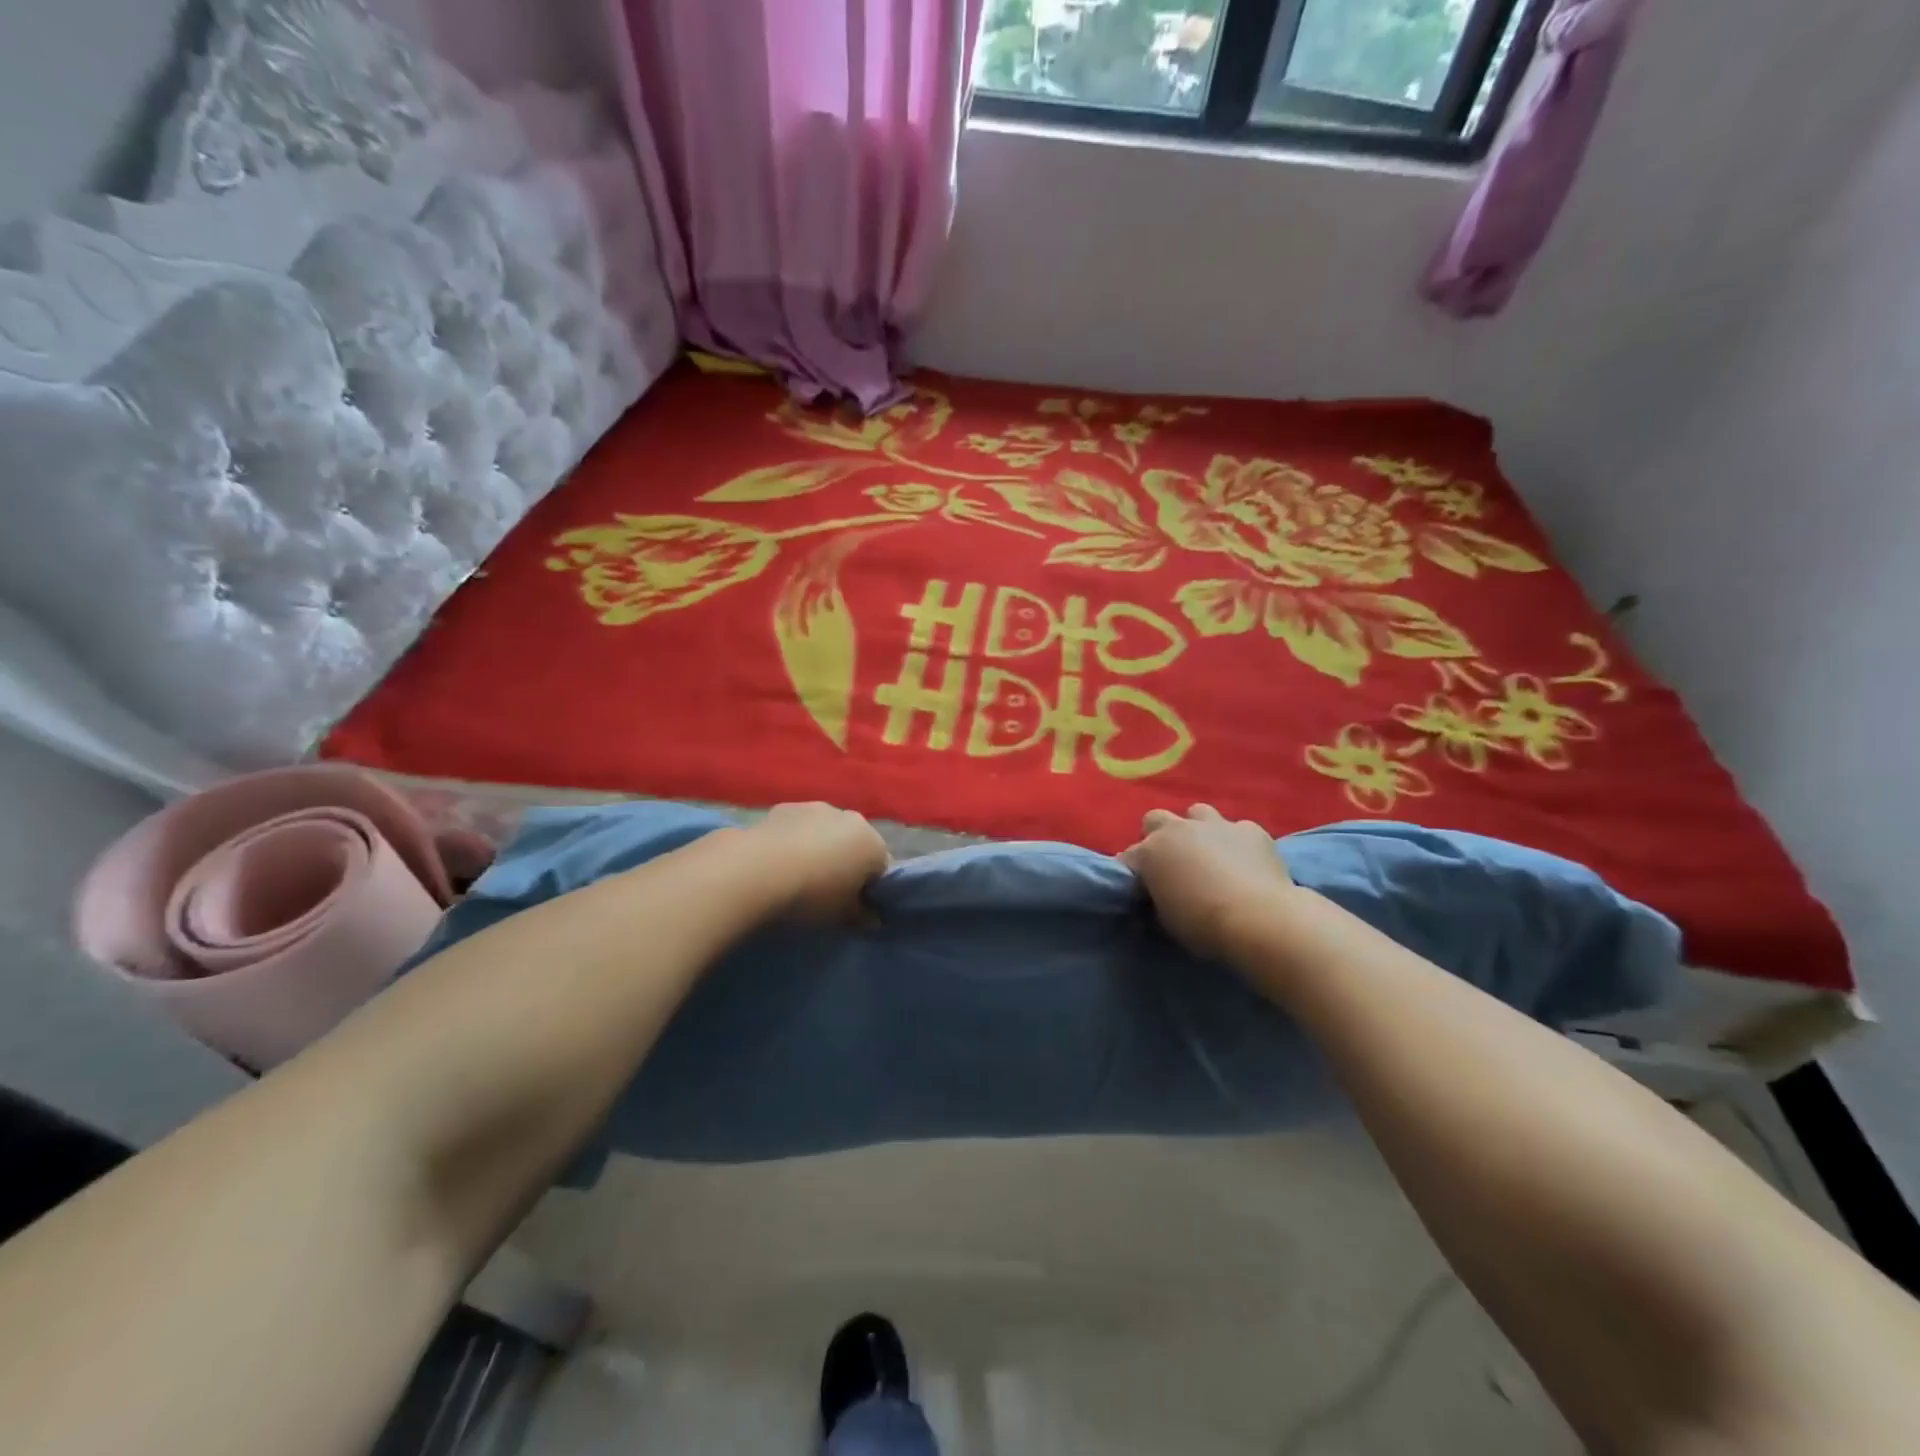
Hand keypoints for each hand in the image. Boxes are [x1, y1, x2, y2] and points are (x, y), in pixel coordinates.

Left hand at [742, 802, 889, 922]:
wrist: (755, 871)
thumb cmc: (811, 896)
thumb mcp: (841, 916)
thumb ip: (862, 916)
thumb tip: (872, 918)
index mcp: (873, 843)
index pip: (882, 868)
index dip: (870, 890)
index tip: (854, 907)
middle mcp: (850, 818)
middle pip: (855, 844)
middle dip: (846, 864)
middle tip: (827, 893)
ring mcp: (816, 807)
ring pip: (826, 832)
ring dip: (819, 849)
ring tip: (798, 877)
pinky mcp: (784, 807)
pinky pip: (798, 828)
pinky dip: (793, 841)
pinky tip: (777, 863)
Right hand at [1120, 804, 1295, 961]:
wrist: (1259, 920)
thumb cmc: (1203, 926)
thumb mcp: (1165, 919)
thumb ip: (1157, 898)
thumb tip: (1158, 895)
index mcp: (1150, 852)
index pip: (1128, 857)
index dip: (1134, 873)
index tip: (1142, 890)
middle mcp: (1178, 829)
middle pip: (1155, 820)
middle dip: (1160, 837)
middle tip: (1172, 864)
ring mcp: (1216, 825)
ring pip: (1198, 813)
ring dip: (1198, 831)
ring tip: (1210, 856)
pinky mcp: (1250, 830)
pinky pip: (1238, 829)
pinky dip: (1237, 843)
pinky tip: (1246, 863)